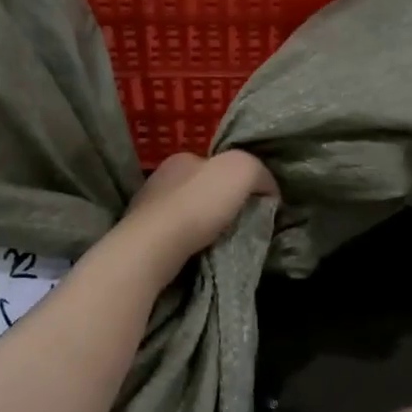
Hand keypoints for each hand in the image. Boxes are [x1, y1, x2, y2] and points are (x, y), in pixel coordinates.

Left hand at [119, 151, 276, 270]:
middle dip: (220, 203)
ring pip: (187, 213)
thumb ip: (260, 172)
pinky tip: (198, 253)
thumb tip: (269, 190)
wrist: (156, 247)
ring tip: (221, 242)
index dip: (238, 180)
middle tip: (240, 223)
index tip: (252, 201)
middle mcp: (161, 177)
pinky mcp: (142, 237)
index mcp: (182, 158)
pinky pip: (174, 236)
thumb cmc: (199, 203)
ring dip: (203, 225)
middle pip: (202, 188)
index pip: (217, 164)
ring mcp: (147, 208)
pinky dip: (188, 242)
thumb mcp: (242, 170)